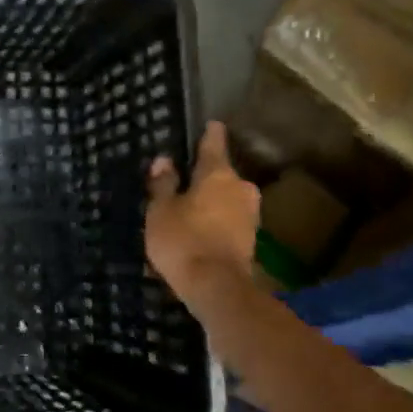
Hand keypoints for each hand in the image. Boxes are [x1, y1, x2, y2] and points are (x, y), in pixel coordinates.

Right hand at [146, 122, 260, 298]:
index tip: (210, 123)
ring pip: (227, 198)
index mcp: (218, 173)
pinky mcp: (251, 239)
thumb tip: (164, 160)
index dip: (209, 133)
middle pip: (222, 173)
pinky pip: (229, 220)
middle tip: (185, 178)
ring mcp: (250, 214)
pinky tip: (200, 229)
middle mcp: (240, 188)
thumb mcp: (161, 211)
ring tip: (189, 207)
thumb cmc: (183, 240)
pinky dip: (216, 220)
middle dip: (206, 176)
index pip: (214, 143)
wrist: (217, 288)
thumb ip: (163, 184)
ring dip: (211, 200)